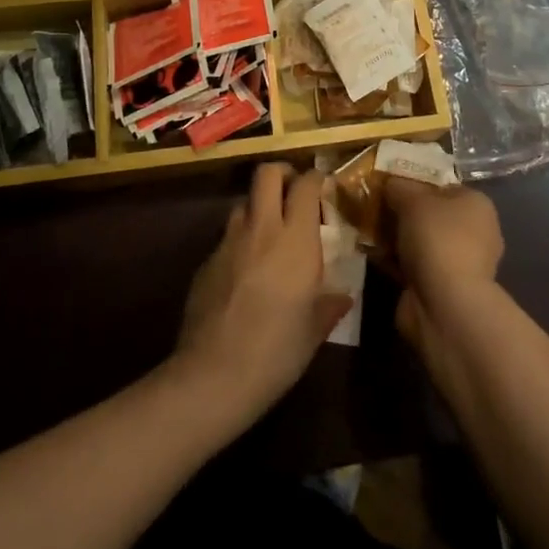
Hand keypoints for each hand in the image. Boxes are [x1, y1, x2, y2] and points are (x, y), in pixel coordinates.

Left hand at [175, 163, 350, 422]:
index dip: (316, 178)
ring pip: (243, 203)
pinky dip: (240, 241)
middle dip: (282, 173)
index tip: (324, 186)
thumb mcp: (314, 331)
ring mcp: (228, 242)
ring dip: (258, 207)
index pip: (306, 185)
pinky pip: (226, 236)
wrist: (213, 376)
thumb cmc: (276, 352)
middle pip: (267, 174)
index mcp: (295, 240)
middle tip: (294, 192)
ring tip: (269, 232)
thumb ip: (329, 305)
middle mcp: (261, 229)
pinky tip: (245, 271)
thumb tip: (343, 297)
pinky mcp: (206, 261)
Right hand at [383, 176, 502, 354]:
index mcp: (477, 205)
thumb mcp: (413, 199)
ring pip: (420, 242)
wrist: (445, 305)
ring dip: (397, 239)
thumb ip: (399, 187)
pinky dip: (395, 262)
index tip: (389, 186)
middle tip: (374, 208)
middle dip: (403, 213)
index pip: (444, 187)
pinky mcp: (443, 289)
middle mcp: (475, 233)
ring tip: (366, 230)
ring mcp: (460, 264)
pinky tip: (372, 255)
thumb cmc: (437, 239)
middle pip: (431, 215)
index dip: (417, 184)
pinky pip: (414, 266)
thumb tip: (390, 183)